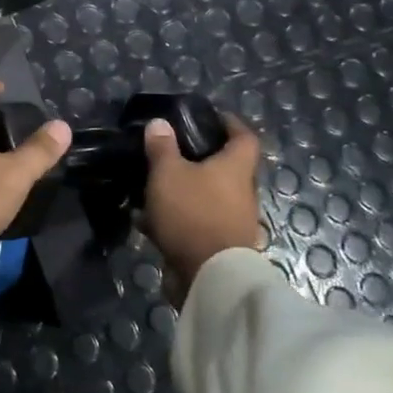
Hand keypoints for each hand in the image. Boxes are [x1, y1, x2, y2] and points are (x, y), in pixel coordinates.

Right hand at [143, 113, 263, 300]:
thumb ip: (162, 147)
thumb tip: (160, 123)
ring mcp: (233, 222)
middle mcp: (242, 193)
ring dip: (184, 191)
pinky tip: (148, 222)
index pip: (244, 137)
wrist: (210, 277)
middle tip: (172, 151)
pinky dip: (176, 219)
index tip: (211, 116)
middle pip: (226, 168)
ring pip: (207, 197)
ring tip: (153, 187)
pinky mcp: (220, 246)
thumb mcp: (169, 173)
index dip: (230, 123)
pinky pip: (196, 222)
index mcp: (236, 168)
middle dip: (200, 160)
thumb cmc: (193, 213)